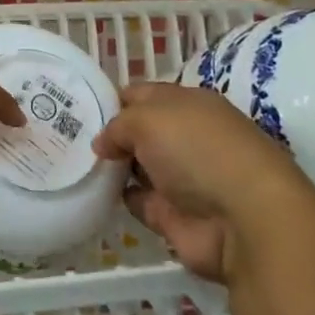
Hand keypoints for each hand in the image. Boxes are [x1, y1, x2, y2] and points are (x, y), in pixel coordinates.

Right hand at [93, 83, 307, 282]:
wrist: (245, 220)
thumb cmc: (198, 150)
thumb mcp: (148, 119)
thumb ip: (117, 125)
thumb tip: (102, 143)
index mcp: (188, 104)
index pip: (144, 95)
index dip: (114, 99)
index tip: (80, 107)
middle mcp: (186, 138)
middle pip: (140, 131)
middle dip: (110, 134)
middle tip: (70, 136)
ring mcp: (182, 179)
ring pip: (138, 167)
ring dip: (113, 167)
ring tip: (75, 163)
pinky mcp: (175, 217)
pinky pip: (140, 202)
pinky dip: (121, 199)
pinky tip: (95, 192)